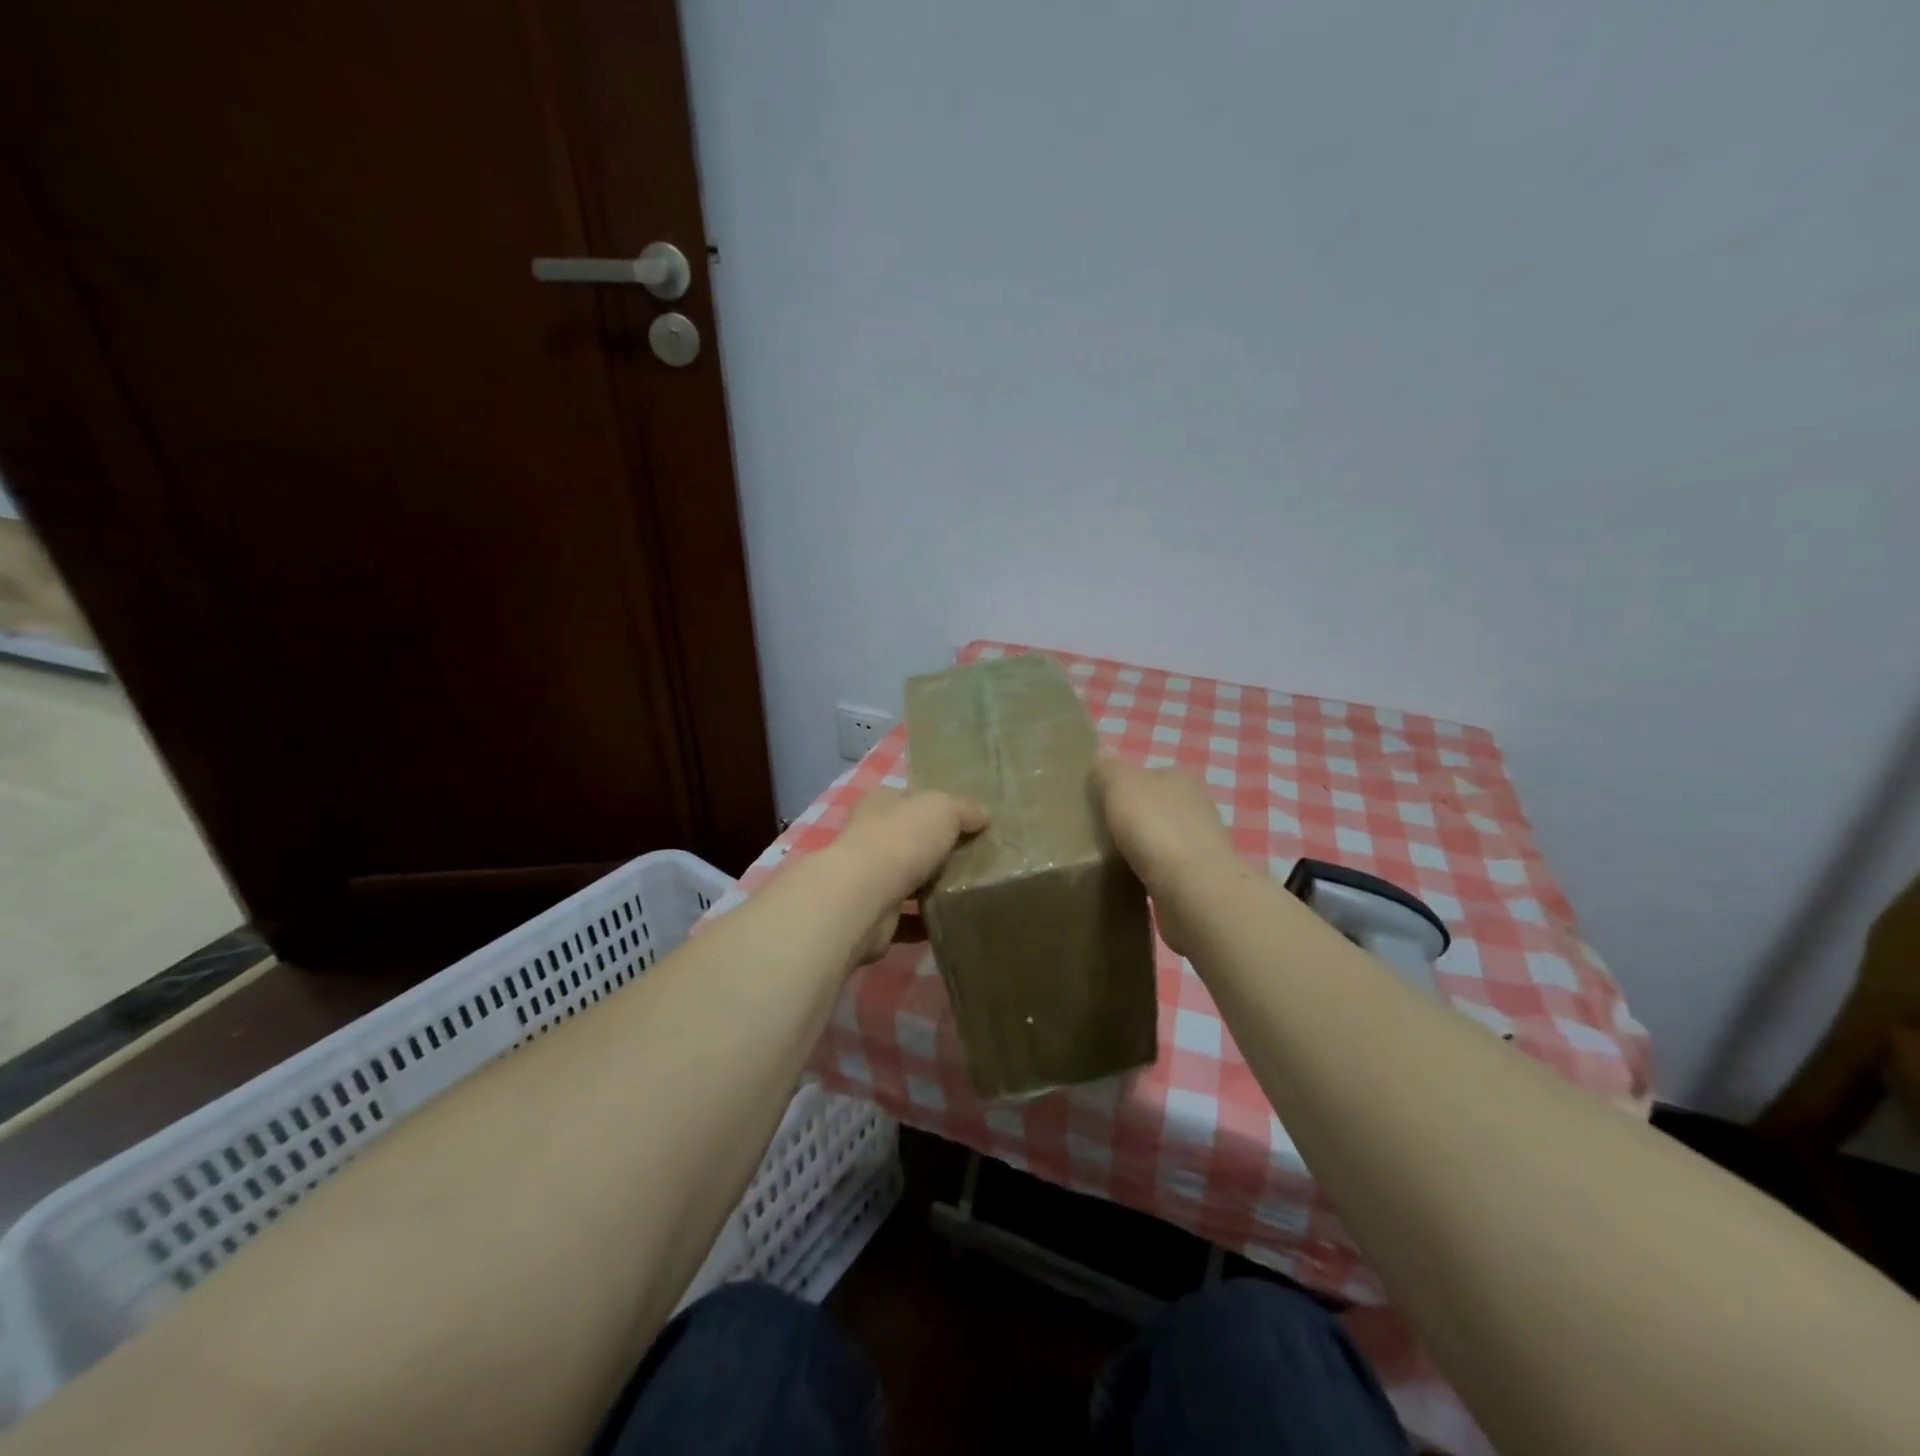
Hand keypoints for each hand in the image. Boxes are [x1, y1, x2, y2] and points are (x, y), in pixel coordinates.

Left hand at [833, 787, 988, 962]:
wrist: (866, 897)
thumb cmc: (902, 839)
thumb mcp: (944, 808)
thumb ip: (964, 809)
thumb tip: (983, 816)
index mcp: (881, 804)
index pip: (910, 800)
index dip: (937, 807)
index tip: (968, 823)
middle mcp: (869, 838)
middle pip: (910, 841)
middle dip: (937, 851)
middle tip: (976, 859)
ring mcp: (869, 879)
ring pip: (907, 880)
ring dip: (932, 887)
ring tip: (968, 891)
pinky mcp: (874, 916)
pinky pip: (907, 918)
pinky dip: (926, 921)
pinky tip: (952, 921)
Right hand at [1093, 756, 1239, 955]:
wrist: (1193, 889)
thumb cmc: (1155, 828)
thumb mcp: (1120, 785)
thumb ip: (1107, 770)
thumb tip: (1102, 758)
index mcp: (1181, 778)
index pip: (1147, 775)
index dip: (1121, 787)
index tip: (1099, 806)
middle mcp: (1197, 806)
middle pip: (1154, 807)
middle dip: (1132, 819)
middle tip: (1100, 834)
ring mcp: (1201, 843)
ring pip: (1161, 838)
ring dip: (1142, 848)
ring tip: (1111, 859)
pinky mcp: (1199, 877)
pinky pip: (1166, 869)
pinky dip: (1150, 873)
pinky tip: (1132, 880)